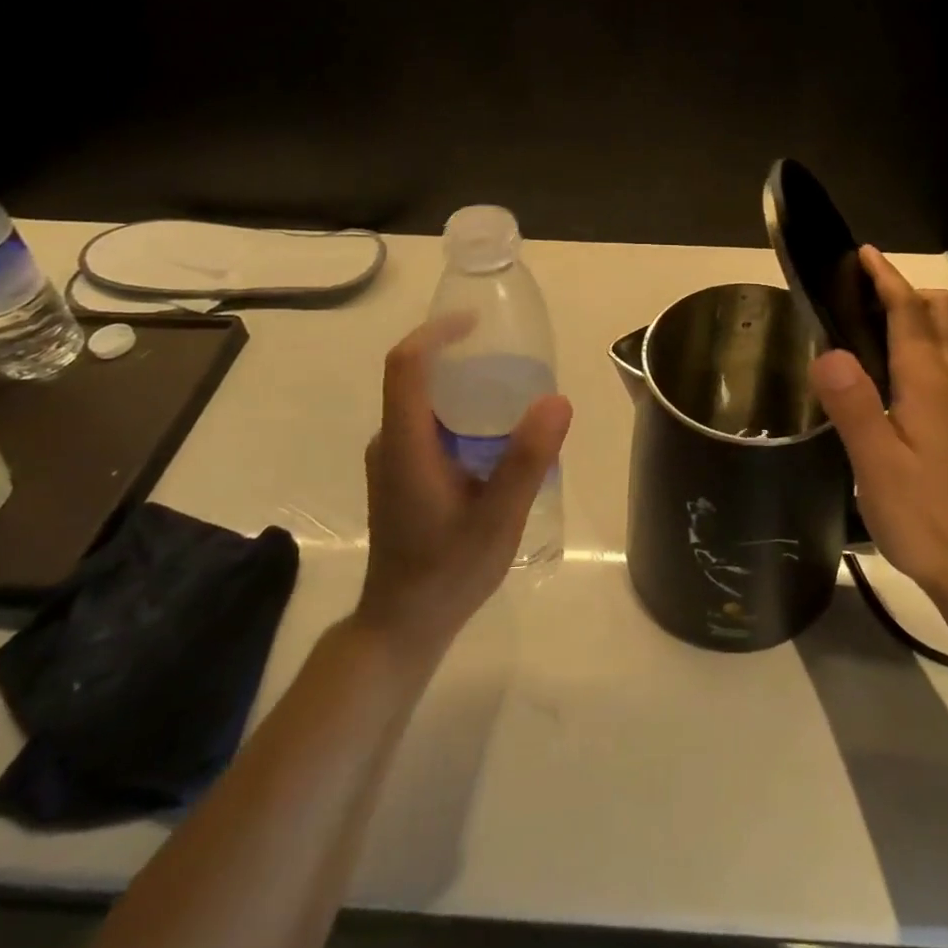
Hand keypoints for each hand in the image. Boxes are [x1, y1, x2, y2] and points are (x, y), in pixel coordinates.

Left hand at [356, 314, 572, 652]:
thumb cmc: (448, 572)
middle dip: (459, 355)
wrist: (402, 625)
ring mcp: (392, 459)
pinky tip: (495, 435)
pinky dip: (459, 411)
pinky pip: (427, 423)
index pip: (406, 365)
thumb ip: (526, 460)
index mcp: (405, 444)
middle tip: (511, 358)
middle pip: (415, 376)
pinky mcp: (401, 473)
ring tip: (511, 391)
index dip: (437, 332)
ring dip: (461, 385)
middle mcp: (390, 442)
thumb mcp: (498, 519)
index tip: (478, 322)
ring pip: (422, 401)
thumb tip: (557, 399)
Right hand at [808, 246, 947, 609]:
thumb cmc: (923, 513)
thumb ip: (852, 403)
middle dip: (910, 291)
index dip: (887, 278)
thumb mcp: (875, 462)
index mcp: (929, 380)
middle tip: (865, 297)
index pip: (910, 311)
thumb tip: (827, 351)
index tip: (865, 254)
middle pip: (944, 311)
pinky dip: (935, 345)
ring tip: (881, 329)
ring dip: (924, 316)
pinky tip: (910, 376)